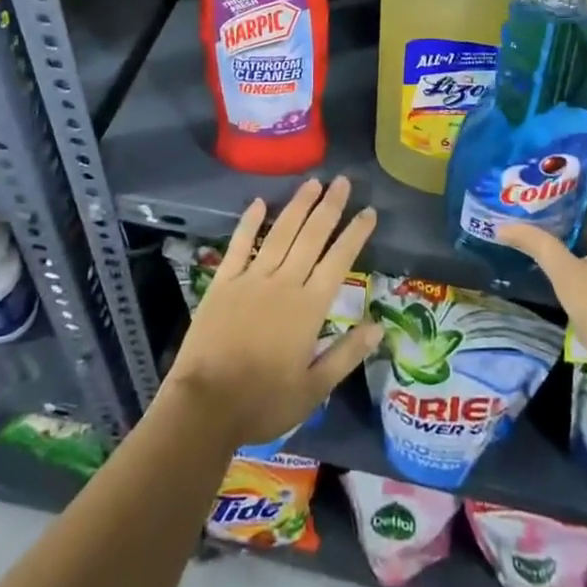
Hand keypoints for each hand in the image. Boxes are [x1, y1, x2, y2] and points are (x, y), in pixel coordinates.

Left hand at [164, 175, 381, 448]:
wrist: (206, 406)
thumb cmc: (263, 402)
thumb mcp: (313, 389)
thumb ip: (346, 354)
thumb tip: (380, 327)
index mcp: (309, 307)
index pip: (339, 261)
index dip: (355, 234)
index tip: (369, 210)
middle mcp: (284, 283)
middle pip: (311, 236)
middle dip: (330, 206)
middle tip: (343, 181)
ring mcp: (252, 278)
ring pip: (280, 232)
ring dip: (298, 205)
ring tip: (313, 182)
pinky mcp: (223, 281)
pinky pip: (240, 245)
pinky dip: (249, 222)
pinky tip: (259, 202)